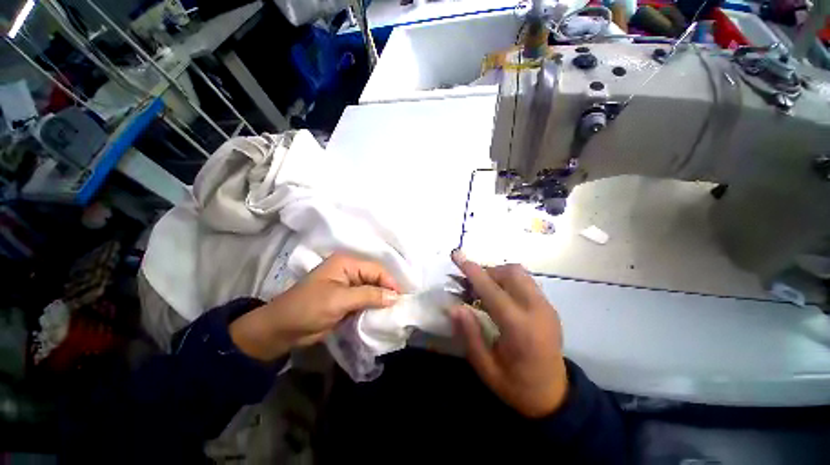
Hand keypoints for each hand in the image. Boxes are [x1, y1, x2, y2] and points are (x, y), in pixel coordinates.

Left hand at [230, 253, 399, 361]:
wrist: (282, 330)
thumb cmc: (308, 308)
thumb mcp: (340, 300)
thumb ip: (369, 296)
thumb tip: (395, 296)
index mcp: (347, 263)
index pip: (376, 269)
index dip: (390, 282)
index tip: (401, 299)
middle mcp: (350, 271)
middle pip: (376, 279)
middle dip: (387, 291)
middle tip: (400, 306)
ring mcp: (348, 286)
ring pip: (372, 290)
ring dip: (381, 301)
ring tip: (394, 312)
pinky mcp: (347, 300)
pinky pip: (365, 301)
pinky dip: (373, 307)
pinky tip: (382, 315)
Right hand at [450, 250, 567, 417]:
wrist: (555, 396)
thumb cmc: (516, 386)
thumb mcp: (486, 369)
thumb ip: (470, 336)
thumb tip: (454, 307)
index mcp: (520, 329)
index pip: (493, 291)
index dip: (473, 272)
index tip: (457, 256)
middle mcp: (537, 311)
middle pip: (511, 272)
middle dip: (487, 272)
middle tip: (473, 287)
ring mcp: (546, 306)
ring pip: (520, 273)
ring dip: (498, 274)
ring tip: (486, 290)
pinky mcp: (549, 306)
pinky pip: (526, 281)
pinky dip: (509, 280)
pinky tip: (502, 297)